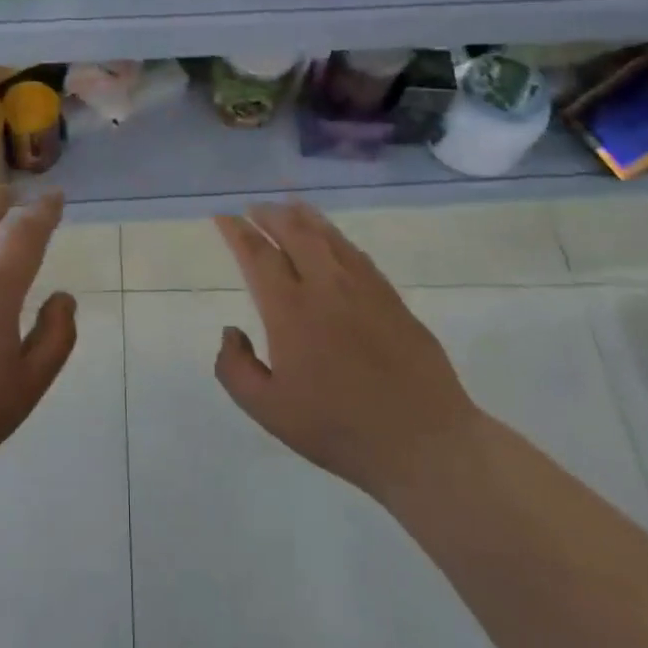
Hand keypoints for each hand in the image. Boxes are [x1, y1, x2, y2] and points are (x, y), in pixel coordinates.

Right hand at [213, 201, 484, 503]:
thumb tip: (231, 331)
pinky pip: (356, 254)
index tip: (224, 217)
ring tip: (289, 206)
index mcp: (290, 310)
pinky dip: (336, 237)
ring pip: (328, 236)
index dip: (237, 232)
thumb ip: (235, 369)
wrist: (423, 441)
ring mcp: (363, 288)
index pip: (258, 255)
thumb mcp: (269, 411)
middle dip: (269, 214)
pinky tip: (332, 239)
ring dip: (304, 217)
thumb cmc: (339, 429)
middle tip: (254, 207)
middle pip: (294, 233)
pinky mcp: (392, 298)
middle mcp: (325, 286)